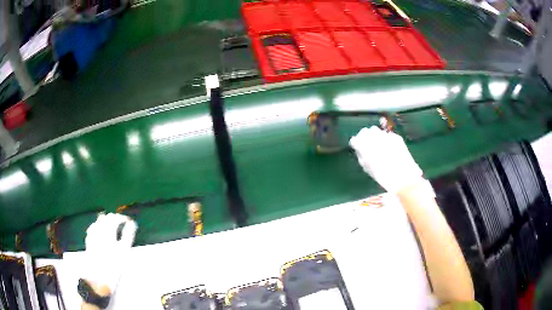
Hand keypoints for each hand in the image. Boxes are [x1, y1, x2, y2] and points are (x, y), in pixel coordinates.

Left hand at [82, 213, 136, 295]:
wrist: (99, 276)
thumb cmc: (115, 265)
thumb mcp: (125, 251)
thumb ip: (128, 235)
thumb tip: (132, 223)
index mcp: (109, 233)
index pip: (115, 219)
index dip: (122, 218)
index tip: (128, 221)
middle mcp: (99, 231)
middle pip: (106, 218)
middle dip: (114, 218)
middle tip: (120, 222)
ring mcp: (93, 235)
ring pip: (98, 222)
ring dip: (105, 220)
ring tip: (110, 224)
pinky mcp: (89, 240)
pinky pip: (92, 228)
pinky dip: (97, 225)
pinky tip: (98, 229)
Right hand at [349, 126, 423, 192]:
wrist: (403, 177)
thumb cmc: (383, 176)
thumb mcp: (368, 168)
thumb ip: (362, 156)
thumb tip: (359, 149)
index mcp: (364, 147)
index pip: (355, 140)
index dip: (356, 144)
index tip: (358, 148)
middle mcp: (374, 137)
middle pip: (365, 132)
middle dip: (366, 137)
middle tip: (369, 146)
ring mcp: (385, 135)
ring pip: (376, 131)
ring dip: (376, 136)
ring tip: (379, 147)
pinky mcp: (395, 136)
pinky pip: (387, 135)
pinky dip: (386, 140)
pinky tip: (390, 149)